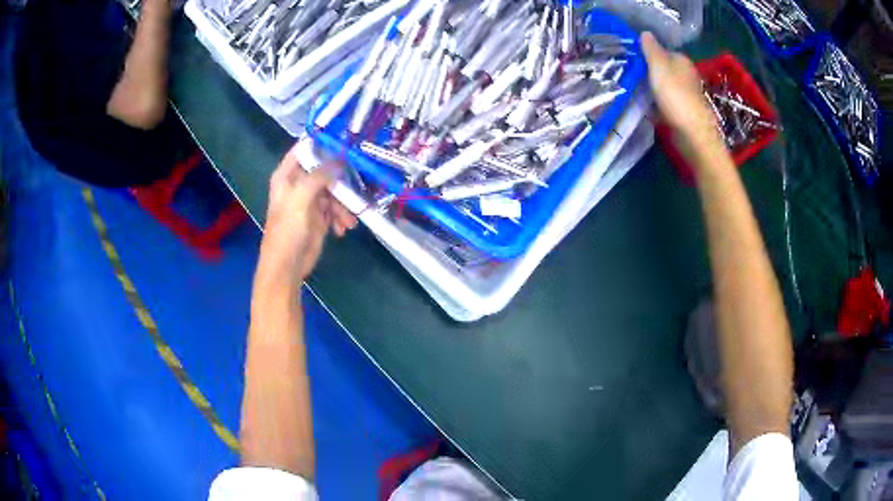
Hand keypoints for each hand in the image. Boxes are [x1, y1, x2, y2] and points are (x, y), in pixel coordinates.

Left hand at [256, 144, 357, 289]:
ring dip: (344, 205)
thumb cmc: (287, 230)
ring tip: (348, 221)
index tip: (344, 140)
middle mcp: (299, 184)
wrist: (287, 266)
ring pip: (334, 191)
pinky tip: (344, 228)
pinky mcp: (320, 216)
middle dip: (340, 180)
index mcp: (287, 175)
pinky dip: (342, 217)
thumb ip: (319, 176)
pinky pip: (336, 209)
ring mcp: (310, 200)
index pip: (304, 149)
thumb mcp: (301, 199)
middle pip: (325, 170)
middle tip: (354, 187)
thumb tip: (339, 159)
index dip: (323, 143)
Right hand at [640, 32, 722, 151]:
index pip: (663, 51)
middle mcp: (687, 76)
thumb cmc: (675, 95)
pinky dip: (657, 105)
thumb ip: (650, 48)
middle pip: (664, 69)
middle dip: (650, 71)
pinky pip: (666, 104)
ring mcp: (686, 96)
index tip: (632, 58)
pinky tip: (645, 108)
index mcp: (682, 61)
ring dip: (652, 89)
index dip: (649, 53)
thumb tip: (645, 32)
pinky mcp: (683, 114)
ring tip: (633, 90)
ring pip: (665, 87)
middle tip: (629, 74)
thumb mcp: (658, 65)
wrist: (692, 133)